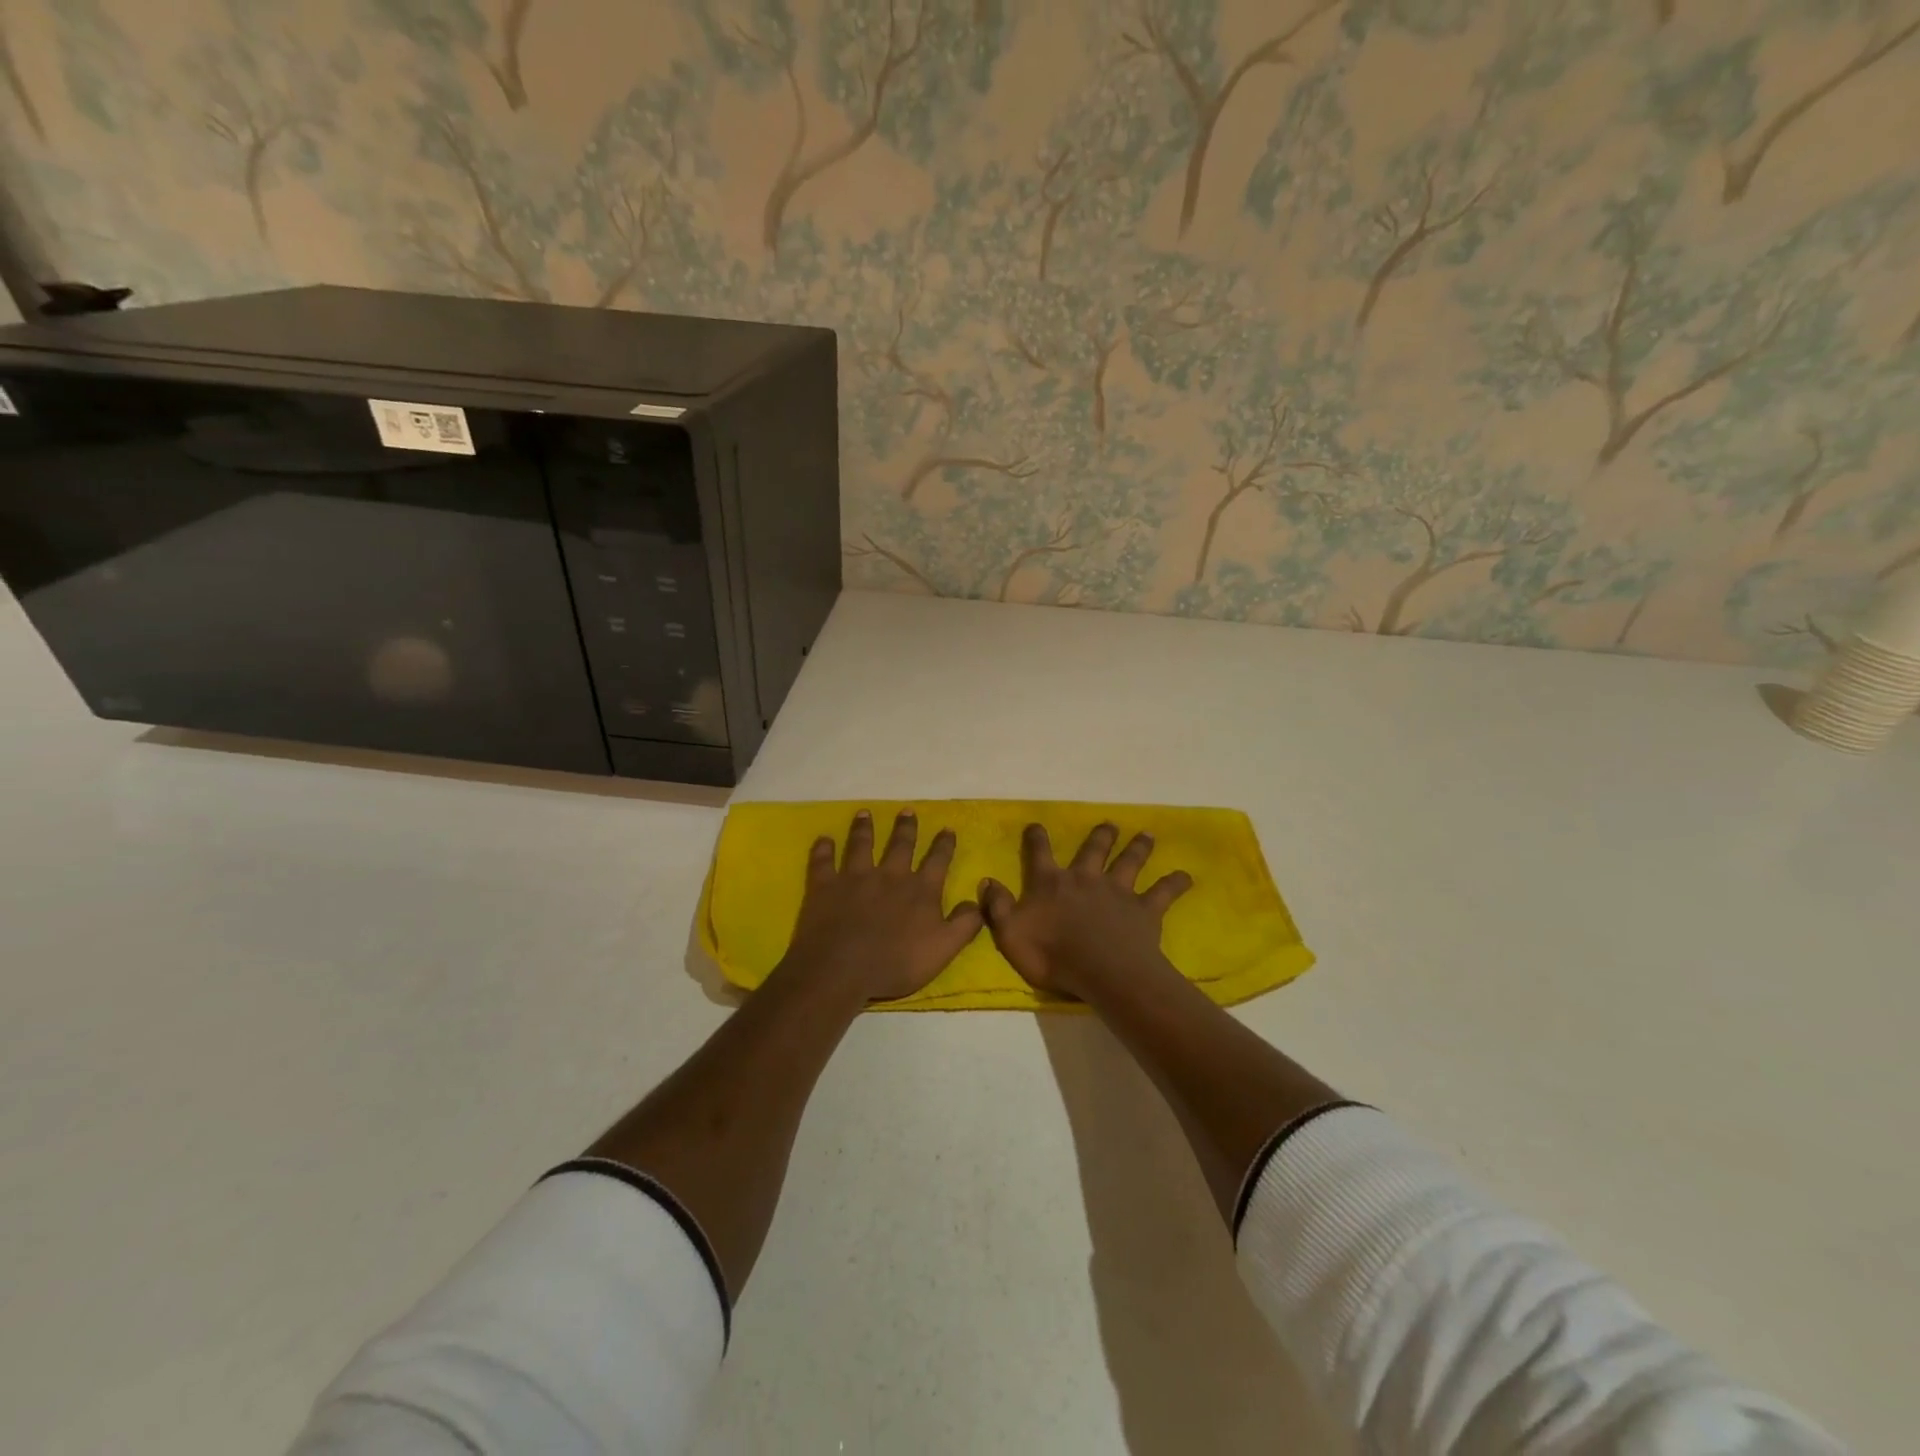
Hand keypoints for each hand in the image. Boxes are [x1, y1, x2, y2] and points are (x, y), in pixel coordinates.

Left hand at [778, 809, 984, 1003]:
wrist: (842, 970)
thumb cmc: (896, 963)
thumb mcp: (944, 948)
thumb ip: (965, 924)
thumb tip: (977, 899)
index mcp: (920, 890)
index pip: (937, 860)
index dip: (944, 844)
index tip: (947, 828)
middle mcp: (889, 875)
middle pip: (900, 845)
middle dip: (906, 827)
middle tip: (907, 810)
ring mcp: (855, 877)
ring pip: (861, 845)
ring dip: (864, 829)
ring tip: (864, 814)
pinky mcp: (825, 886)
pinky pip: (823, 862)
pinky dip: (823, 849)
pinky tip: (823, 839)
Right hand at [979, 823, 1192, 999]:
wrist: (1101, 971)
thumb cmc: (1051, 954)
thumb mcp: (1009, 933)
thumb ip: (997, 906)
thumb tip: (986, 880)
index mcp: (1051, 883)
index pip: (1040, 854)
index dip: (1037, 838)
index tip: (1036, 824)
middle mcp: (1085, 879)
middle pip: (1093, 850)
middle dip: (1100, 836)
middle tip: (1109, 824)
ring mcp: (1117, 892)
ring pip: (1129, 862)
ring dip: (1138, 848)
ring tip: (1147, 835)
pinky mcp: (1144, 910)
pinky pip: (1163, 893)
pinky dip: (1175, 883)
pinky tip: (1186, 876)